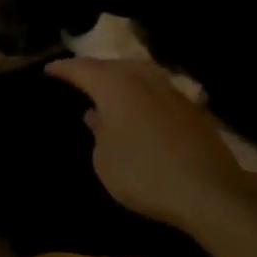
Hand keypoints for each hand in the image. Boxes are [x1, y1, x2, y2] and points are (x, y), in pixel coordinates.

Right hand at [45, 58, 245, 231]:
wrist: (208, 191)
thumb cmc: (144, 174)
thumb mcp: (104, 160)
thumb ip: (97, 132)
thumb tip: (96, 114)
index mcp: (115, 86)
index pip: (82, 68)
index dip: (64, 68)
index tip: (49, 70)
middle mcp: (143, 79)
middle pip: (112, 66)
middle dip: (93, 70)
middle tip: (78, 78)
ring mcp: (171, 90)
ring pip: (138, 73)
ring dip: (120, 78)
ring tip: (108, 88)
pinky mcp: (191, 108)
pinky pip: (156, 90)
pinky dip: (141, 93)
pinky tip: (139, 108)